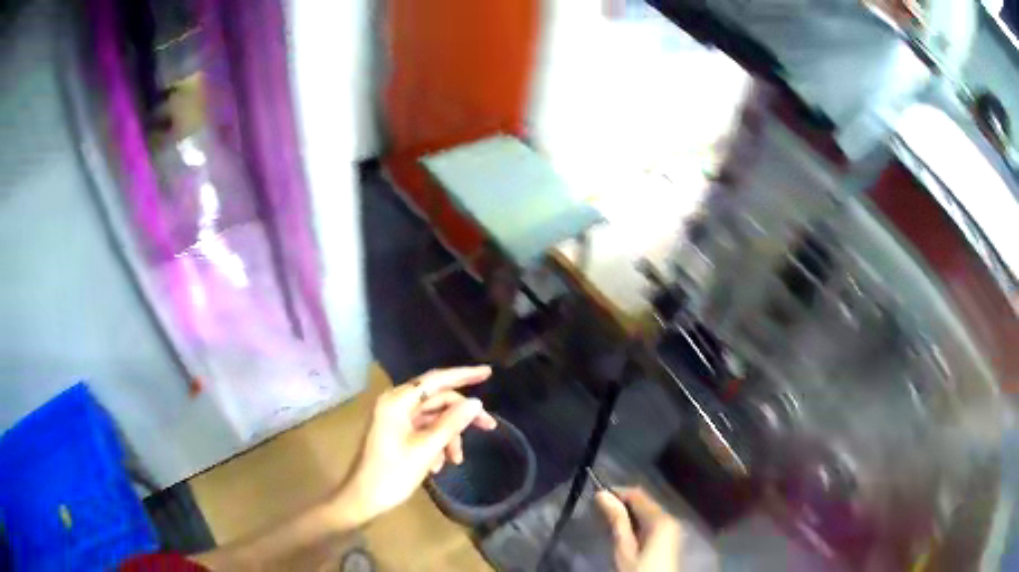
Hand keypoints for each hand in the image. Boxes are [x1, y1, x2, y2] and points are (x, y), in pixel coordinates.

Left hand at [335, 366, 497, 523]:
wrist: (363, 499)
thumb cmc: (392, 473)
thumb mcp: (426, 449)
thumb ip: (452, 423)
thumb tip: (476, 402)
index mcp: (397, 401)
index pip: (436, 380)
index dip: (464, 375)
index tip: (488, 372)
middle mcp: (396, 404)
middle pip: (438, 400)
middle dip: (461, 416)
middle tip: (489, 427)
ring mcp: (396, 419)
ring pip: (434, 418)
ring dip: (449, 437)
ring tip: (455, 461)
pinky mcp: (397, 433)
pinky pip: (425, 431)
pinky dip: (436, 445)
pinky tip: (437, 466)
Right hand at [596, 488, 683, 571]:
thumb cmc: (640, 571)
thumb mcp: (625, 548)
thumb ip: (617, 520)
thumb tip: (603, 494)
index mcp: (661, 519)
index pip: (638, 494)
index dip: (617, 492)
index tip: (596, 496)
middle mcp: (671, 518)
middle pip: (645, 503)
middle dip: (623, 504)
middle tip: (599, 511)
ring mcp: (672, 529)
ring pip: (648, 513)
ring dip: (629, 515)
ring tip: (608, 522)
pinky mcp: (670, 538)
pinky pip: (652, 523)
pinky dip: (638, 524)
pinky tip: (625, 533)